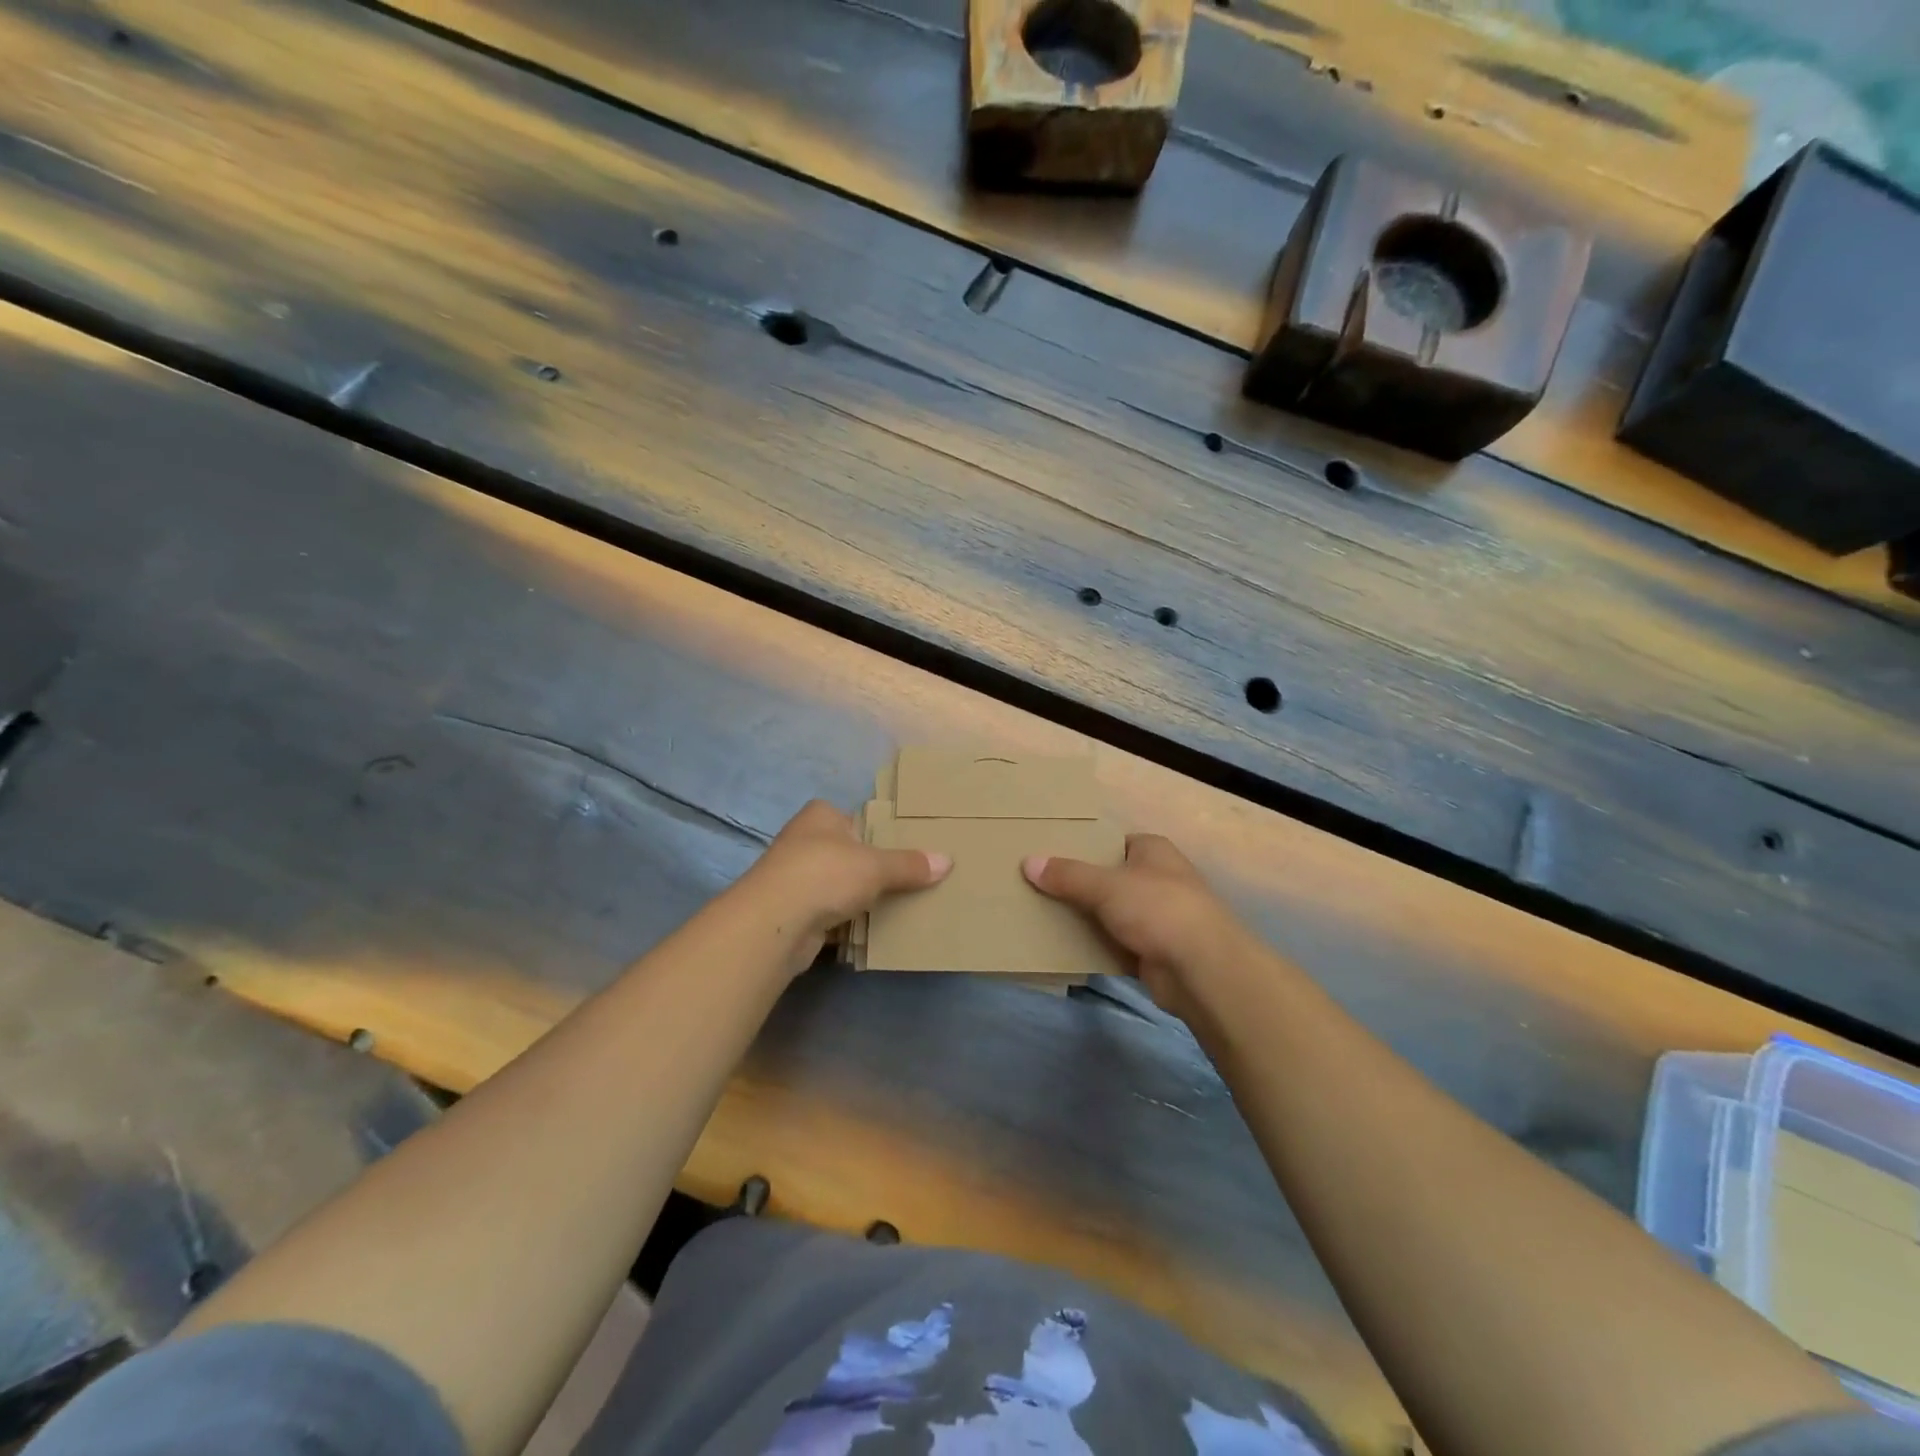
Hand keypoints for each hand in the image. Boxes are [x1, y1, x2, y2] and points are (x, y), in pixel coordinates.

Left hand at [740, 800, 950, 975]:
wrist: (775, 923)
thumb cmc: (826, 874)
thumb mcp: (876, 866)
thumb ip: (910, 864)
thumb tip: (947, 861)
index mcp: (821, 816)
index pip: (856, 819)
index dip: (879, 834)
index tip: (905, 851)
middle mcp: (804, 840)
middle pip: (848, 854)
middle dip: (871, 869)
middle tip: (909, 881)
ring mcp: (794, 878)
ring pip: (838, 886)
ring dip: (858, 898)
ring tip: (897, 907)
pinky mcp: (792, 912)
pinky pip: (829, 914)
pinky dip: (846, 922)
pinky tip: (870, 930)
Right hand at [1023, 835, 1258, 1020]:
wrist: (1201, 969)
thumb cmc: (1157, 908)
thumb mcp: (1106, 885)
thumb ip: (1067, 875)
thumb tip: (1027, 862)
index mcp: (1153, 850)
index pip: (1113, 842)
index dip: (1085, 848)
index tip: (1051, 855)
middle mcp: (1158, 879)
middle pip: (1109, 878)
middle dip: (1079, 885)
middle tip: (1038, 886)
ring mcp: (1158, 917)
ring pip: (1111, 912)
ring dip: (1086, 918)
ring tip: (1042, 915)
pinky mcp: (1153, 951)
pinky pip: (1115, 943)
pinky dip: (1095, 945)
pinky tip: (1064, 947)